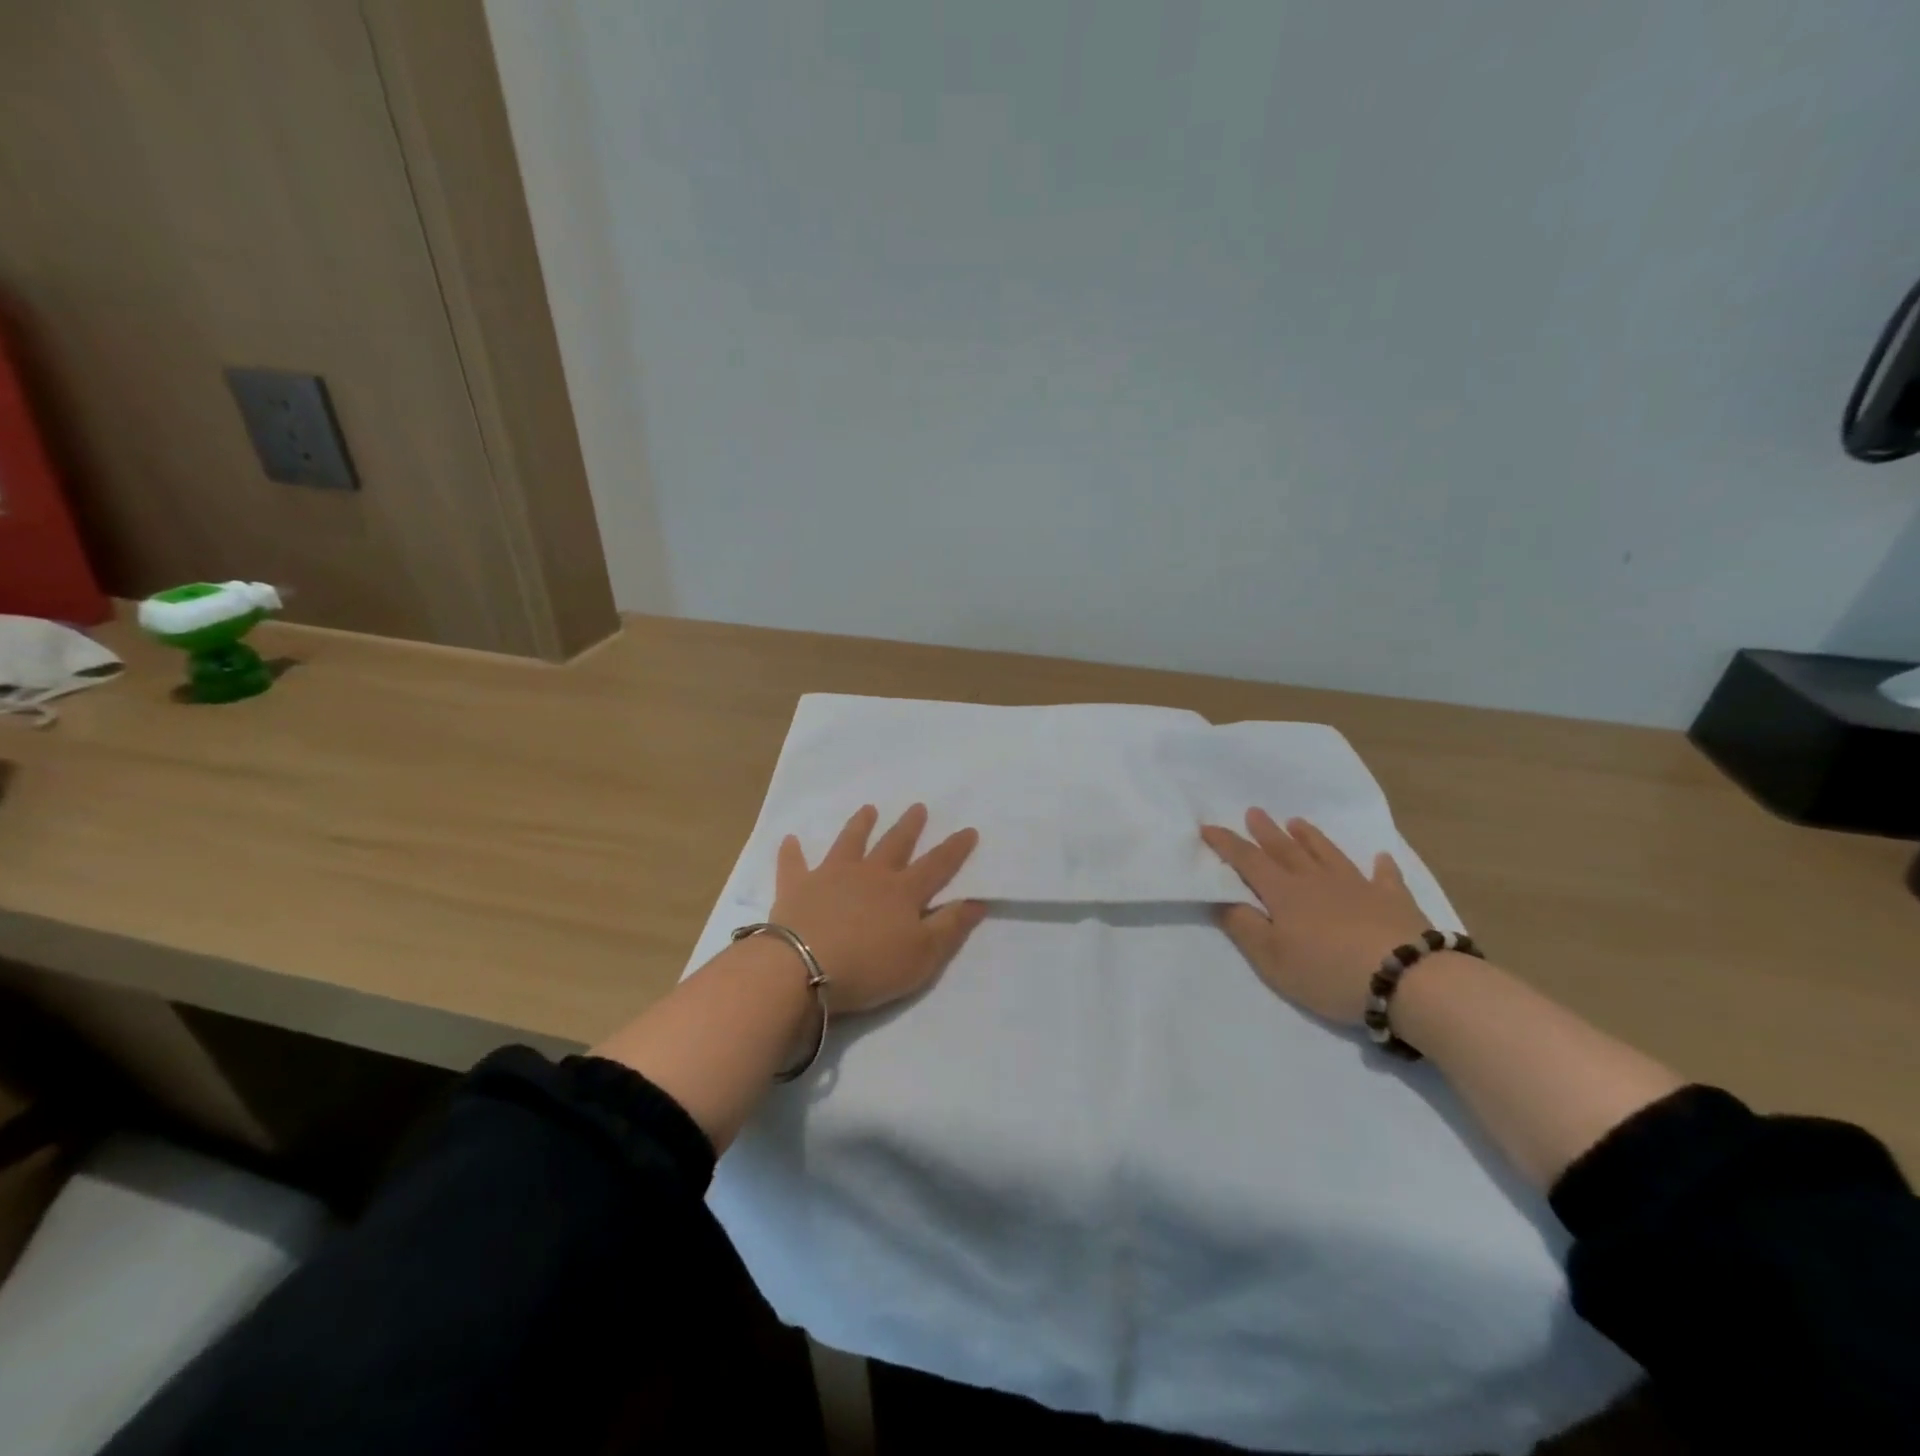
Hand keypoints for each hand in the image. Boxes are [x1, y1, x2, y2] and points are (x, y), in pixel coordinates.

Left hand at [769, 803, 986, 1013]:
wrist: (805, 967)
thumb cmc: (870, 966)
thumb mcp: (923, 955)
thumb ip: (950, 927)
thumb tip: (978, 900)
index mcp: (903, 892)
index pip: (936, 865)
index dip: (954, 849)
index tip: (968, 830)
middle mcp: (870, 874)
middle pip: (894, 845)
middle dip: (909, 826)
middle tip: (918, 807)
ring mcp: (831, 876)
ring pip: (850, 843)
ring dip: (860, 825)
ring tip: (868, 809)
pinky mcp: (797, 887)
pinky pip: (794, 864)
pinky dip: (792, 852)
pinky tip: (790, 839)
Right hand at [1201, 809, 1429, 1024]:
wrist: (1408, 979)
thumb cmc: (1329, 972)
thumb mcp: (1272, 959)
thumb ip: (1244, 927)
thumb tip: (1222, 900)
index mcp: (1284, 893)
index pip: (1248, 861)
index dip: (1227, 844)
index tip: (1207, 827)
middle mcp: (1318, 881)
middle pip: (1286, 850)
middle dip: (1267, 831)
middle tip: (1254, 812)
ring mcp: (1358, 887)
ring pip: (1328, 854)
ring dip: (1311, 838)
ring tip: (1298, 822)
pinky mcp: (1394, 900)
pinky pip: (1385, 876)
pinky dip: (1381, 866)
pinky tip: (1380, 858)